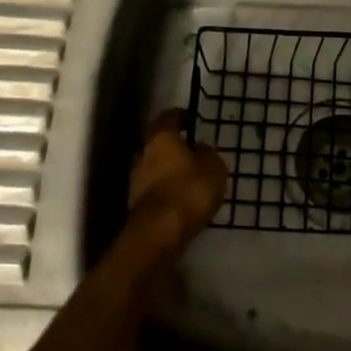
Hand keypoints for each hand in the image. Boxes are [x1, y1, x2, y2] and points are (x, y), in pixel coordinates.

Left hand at [127, 110, 227, 258]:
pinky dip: (167, 191)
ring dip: (170, 170)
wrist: (159, 234)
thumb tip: (201, 147)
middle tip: (193, 151)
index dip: (180, 116)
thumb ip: (208, 153)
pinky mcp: (137, 205)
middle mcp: (144, 154)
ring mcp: (137, 180)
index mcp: (161, 138)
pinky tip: (182, 199)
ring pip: (155, 167)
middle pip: (158, 143)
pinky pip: (156, 190)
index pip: (168, 117)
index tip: (192, 119)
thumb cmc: (189, 191)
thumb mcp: (214, 167)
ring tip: (191, 178)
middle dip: (174, 146)